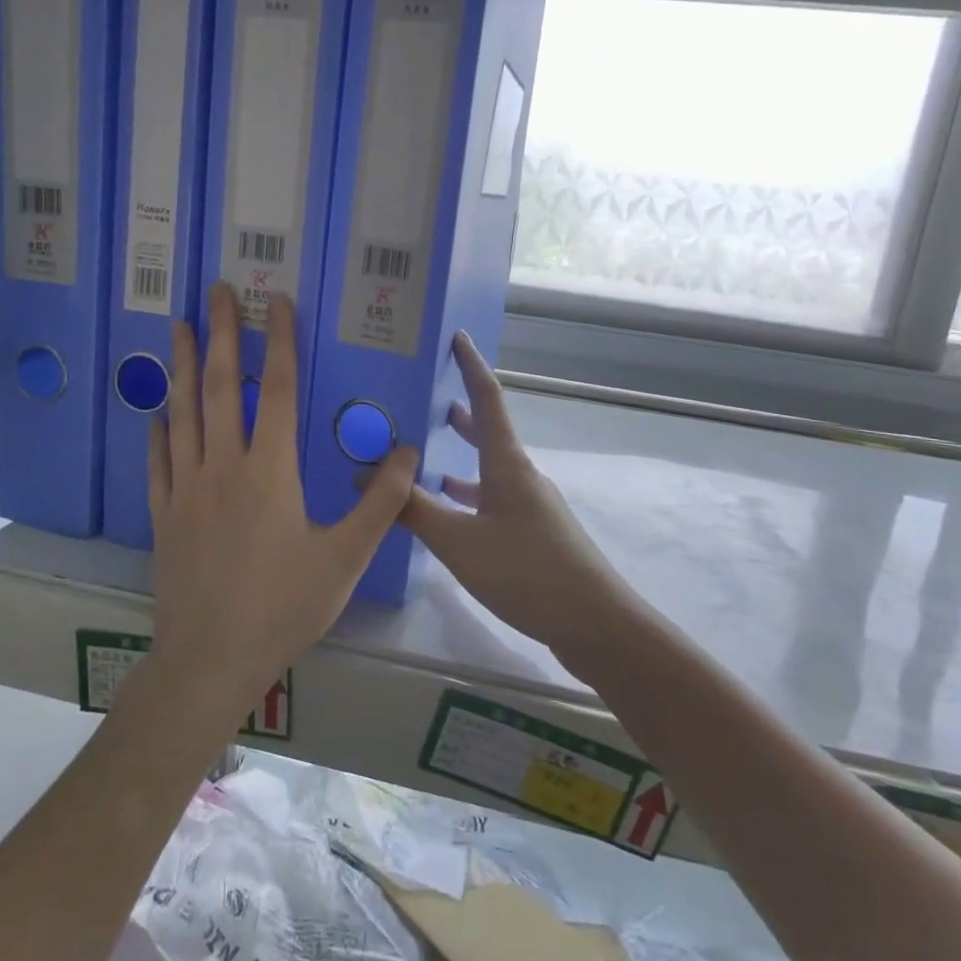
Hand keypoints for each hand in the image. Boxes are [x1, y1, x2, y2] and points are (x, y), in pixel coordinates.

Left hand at [147, 284, 418, 720]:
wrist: (210, 659)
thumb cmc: (283, 607)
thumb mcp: (345, 558)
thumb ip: (381, 504)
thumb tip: (407, 452)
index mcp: (270, 471)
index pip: (280, 391)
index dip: (280, 342)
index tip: (276, 302)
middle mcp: (224, 466)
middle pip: (223, 388)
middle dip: (223, 335)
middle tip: (214, 291)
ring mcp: (186, 489)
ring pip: (183, 414)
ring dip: (184, 368)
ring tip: (181, 329)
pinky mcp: (163, 515)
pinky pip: (158, 462)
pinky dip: (158, 432)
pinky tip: (156, 415)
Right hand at [401, 333, 634, 654]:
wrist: (594, 623)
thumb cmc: (526, 570)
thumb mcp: (458, 541)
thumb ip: (411, 509)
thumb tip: (366, 478)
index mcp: (507, 464)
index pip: (487, 399)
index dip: (470, 365)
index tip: (456, 336)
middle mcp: (520, 476)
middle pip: (487, 432)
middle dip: (457, 413)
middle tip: (422, 400)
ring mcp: (530, 506)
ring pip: (487, 470)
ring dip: (460, 457)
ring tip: (424, 454)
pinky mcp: (532, 534)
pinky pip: (490, 500)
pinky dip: (466, 497)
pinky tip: (447, 513)